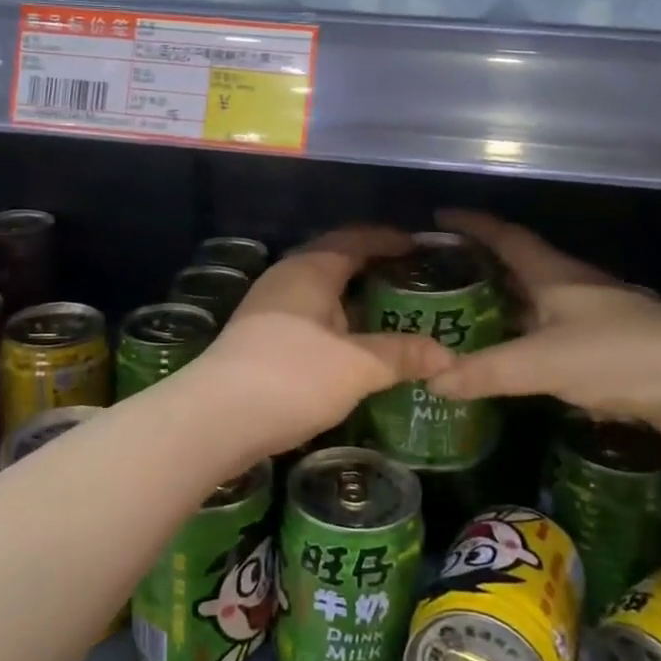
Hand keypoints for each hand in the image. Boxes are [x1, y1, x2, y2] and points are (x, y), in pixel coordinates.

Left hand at [197, 226, 454, 455]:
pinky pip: (307, 316)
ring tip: (388, 312)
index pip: (354, 239)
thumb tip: (448, 356)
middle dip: (371, 266)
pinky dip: (335, 322)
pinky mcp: (258, 339)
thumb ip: (402, 355)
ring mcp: (267, 309)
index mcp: (309, 270)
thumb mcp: (356, 366)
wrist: (213, 420)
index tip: (419, 246)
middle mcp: (285, 279)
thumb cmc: (291, 377)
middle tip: (409, 279)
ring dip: (352, 298)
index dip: (388, 239)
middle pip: (334, 260)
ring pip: (319, 292)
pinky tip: (351, 346)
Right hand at [422, 211, 660, 432]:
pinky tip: (514, 356)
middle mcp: (574, 286)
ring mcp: (595, 315)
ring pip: (538, 300)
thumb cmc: (617, 356)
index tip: (439, 218)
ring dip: (506, 303)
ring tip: (467, 316)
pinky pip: (554, 331)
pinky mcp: (610, 345)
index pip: (505, 237)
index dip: (472, 224)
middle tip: (440, 275)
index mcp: (554, 275)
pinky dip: (528, 336)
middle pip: (520, 265)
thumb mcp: (541, 363)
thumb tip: (432, 378)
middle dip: (482, 265)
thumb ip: (485, 371)